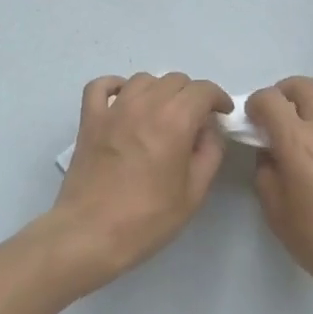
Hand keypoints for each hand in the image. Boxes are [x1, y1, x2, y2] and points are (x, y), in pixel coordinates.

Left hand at [45, 72, 232, 290]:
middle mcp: (145, 104)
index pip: (203, 90)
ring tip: (163, 114)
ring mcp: (113, 109)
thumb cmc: (147, 218)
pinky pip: (102, 86)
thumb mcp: (194, 193)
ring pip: (143, 79)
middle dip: (191, 95)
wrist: (90, 234)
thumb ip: (209, 153)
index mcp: (175, 120)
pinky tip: (124, 101)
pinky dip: (116, 86)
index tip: (222, 114)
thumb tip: (208, 130)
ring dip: (159, 90)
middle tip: (195, 121)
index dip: (218, 98)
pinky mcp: (89, 119)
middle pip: (175, 80)